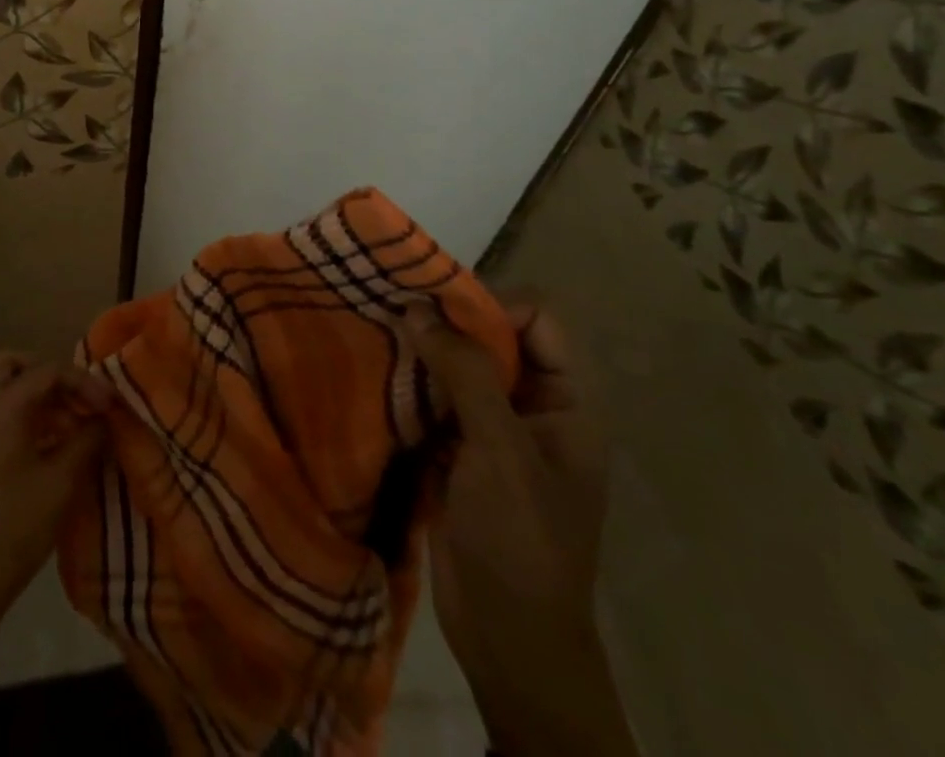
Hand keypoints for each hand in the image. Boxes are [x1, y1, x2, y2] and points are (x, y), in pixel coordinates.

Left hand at [0, 351, 113, 624]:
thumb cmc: (15, 529)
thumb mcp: (61, 483)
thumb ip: (87, 440)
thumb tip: (105, 418)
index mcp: (3, 409)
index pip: (47, 370)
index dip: (83, 381)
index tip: (110, 405)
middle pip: (12, 366)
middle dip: (48, 374)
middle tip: (77, 398)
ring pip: (5, 392)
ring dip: (39, 398)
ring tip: (73, 427)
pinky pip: (1, 418)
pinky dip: (28, 419)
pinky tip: (54, 449)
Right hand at [407, 297, 635, 756]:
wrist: (508, 640)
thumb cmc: (522, 541)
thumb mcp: (501, 451)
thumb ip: (465, 373)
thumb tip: (417, 307)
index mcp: (568, 401)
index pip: (538, 317)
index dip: (492, 305)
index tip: (437, 311)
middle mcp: (535, 404)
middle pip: (495, 335)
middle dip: (446, 322)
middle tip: (394, 313)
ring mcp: (495, 427)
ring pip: (459, 363)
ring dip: (422, 351)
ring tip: (377, 335)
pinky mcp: (460, 448)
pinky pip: (436, 396)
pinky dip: (409, 382)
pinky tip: (375, 374)